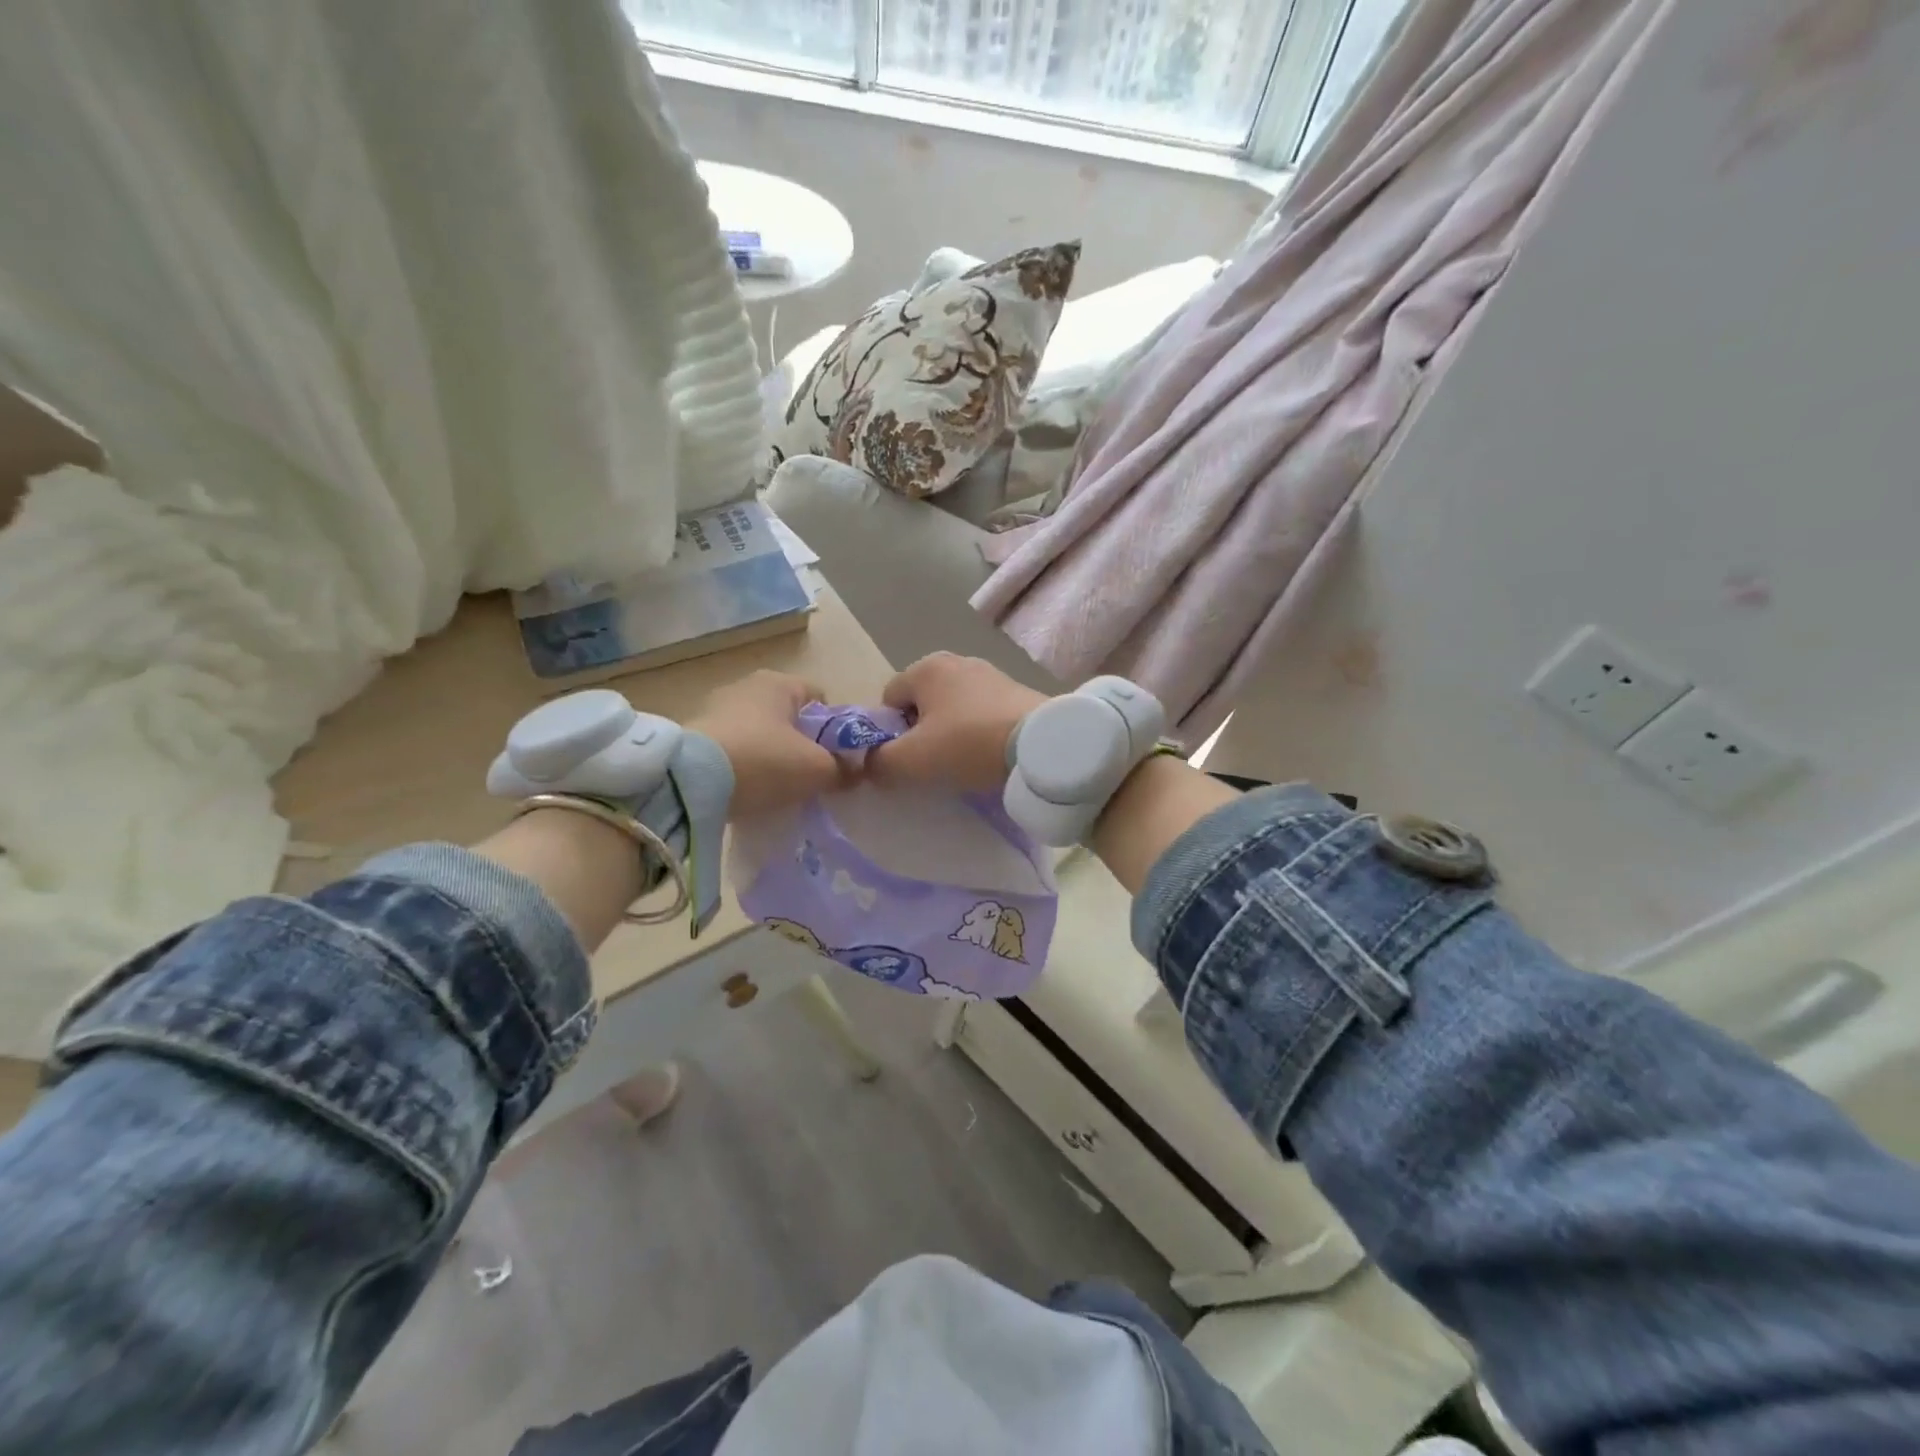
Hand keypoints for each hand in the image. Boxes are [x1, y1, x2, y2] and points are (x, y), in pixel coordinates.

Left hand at [687, 670, 851, 816]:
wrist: (690, 782)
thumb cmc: (765, 761)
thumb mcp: (817, 770)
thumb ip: (843, 769)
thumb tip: (855, 773)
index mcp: (780, 682)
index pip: (821, 699)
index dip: (834, 730)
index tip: (835, 760)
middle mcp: (747, 685)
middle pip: (789, 717)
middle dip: (802, 744)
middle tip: (810, 777)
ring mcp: (716, 708)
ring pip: (760, 733)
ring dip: (771, 756)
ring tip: (777, 788)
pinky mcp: (694, 734)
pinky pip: (733, 748)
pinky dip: (744, 765)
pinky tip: (747, 789)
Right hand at [866, 652, 1048, 792]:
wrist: (1040, 744)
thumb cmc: (967, 744)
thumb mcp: (912, 761)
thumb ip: (879, 762)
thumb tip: (869, 764)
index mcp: (925, 668)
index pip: (888, 699)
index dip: (889, 732)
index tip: (905, 758)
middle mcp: (956, 661)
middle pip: (921, 702)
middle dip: (920, 732)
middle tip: (932, 762)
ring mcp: (990, 673)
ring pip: (952, 708)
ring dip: (950, 732)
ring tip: (963, 761)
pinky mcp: (1016, 691)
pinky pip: (981, 712)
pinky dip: (977, 731)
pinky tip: (987, 753)